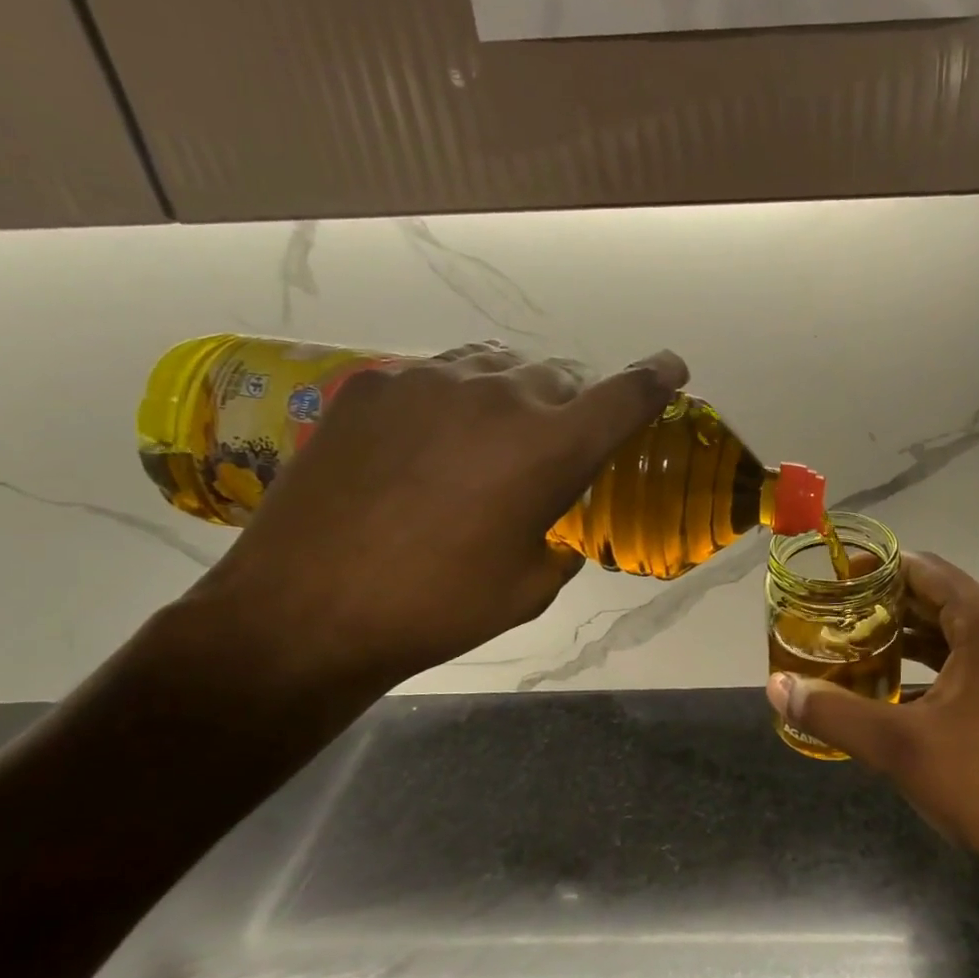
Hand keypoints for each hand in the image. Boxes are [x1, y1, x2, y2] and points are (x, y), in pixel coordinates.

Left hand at [194, 343, 687, 693]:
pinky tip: (426, 445)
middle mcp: (499, 397)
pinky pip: (434, 377)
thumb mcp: (528, 588)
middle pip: (558, 378)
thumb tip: (556, 534)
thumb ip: (559, 547)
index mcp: (551, 449)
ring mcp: (429, 382)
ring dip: (510, 398)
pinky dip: (451, 402)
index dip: (655, 378)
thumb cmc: (437, 608)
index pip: (624, 397)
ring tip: (488, 440)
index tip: (671, 368)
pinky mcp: (373, 385)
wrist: (306, 609)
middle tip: (548, 448)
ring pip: (496, 369)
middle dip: (567, 407)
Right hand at [766, 553, 978, 878]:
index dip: (873, 571)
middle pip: (938, 596)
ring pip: (955, 628)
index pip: (922, 569)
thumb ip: (833, 711)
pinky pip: (973, 656)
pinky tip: (896, 683)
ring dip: (907, 635)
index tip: (830, 586)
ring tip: (854, 649)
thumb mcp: (899, 747)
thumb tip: (777, 687)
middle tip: (832, 621)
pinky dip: (933, 661)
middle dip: (884, 606)